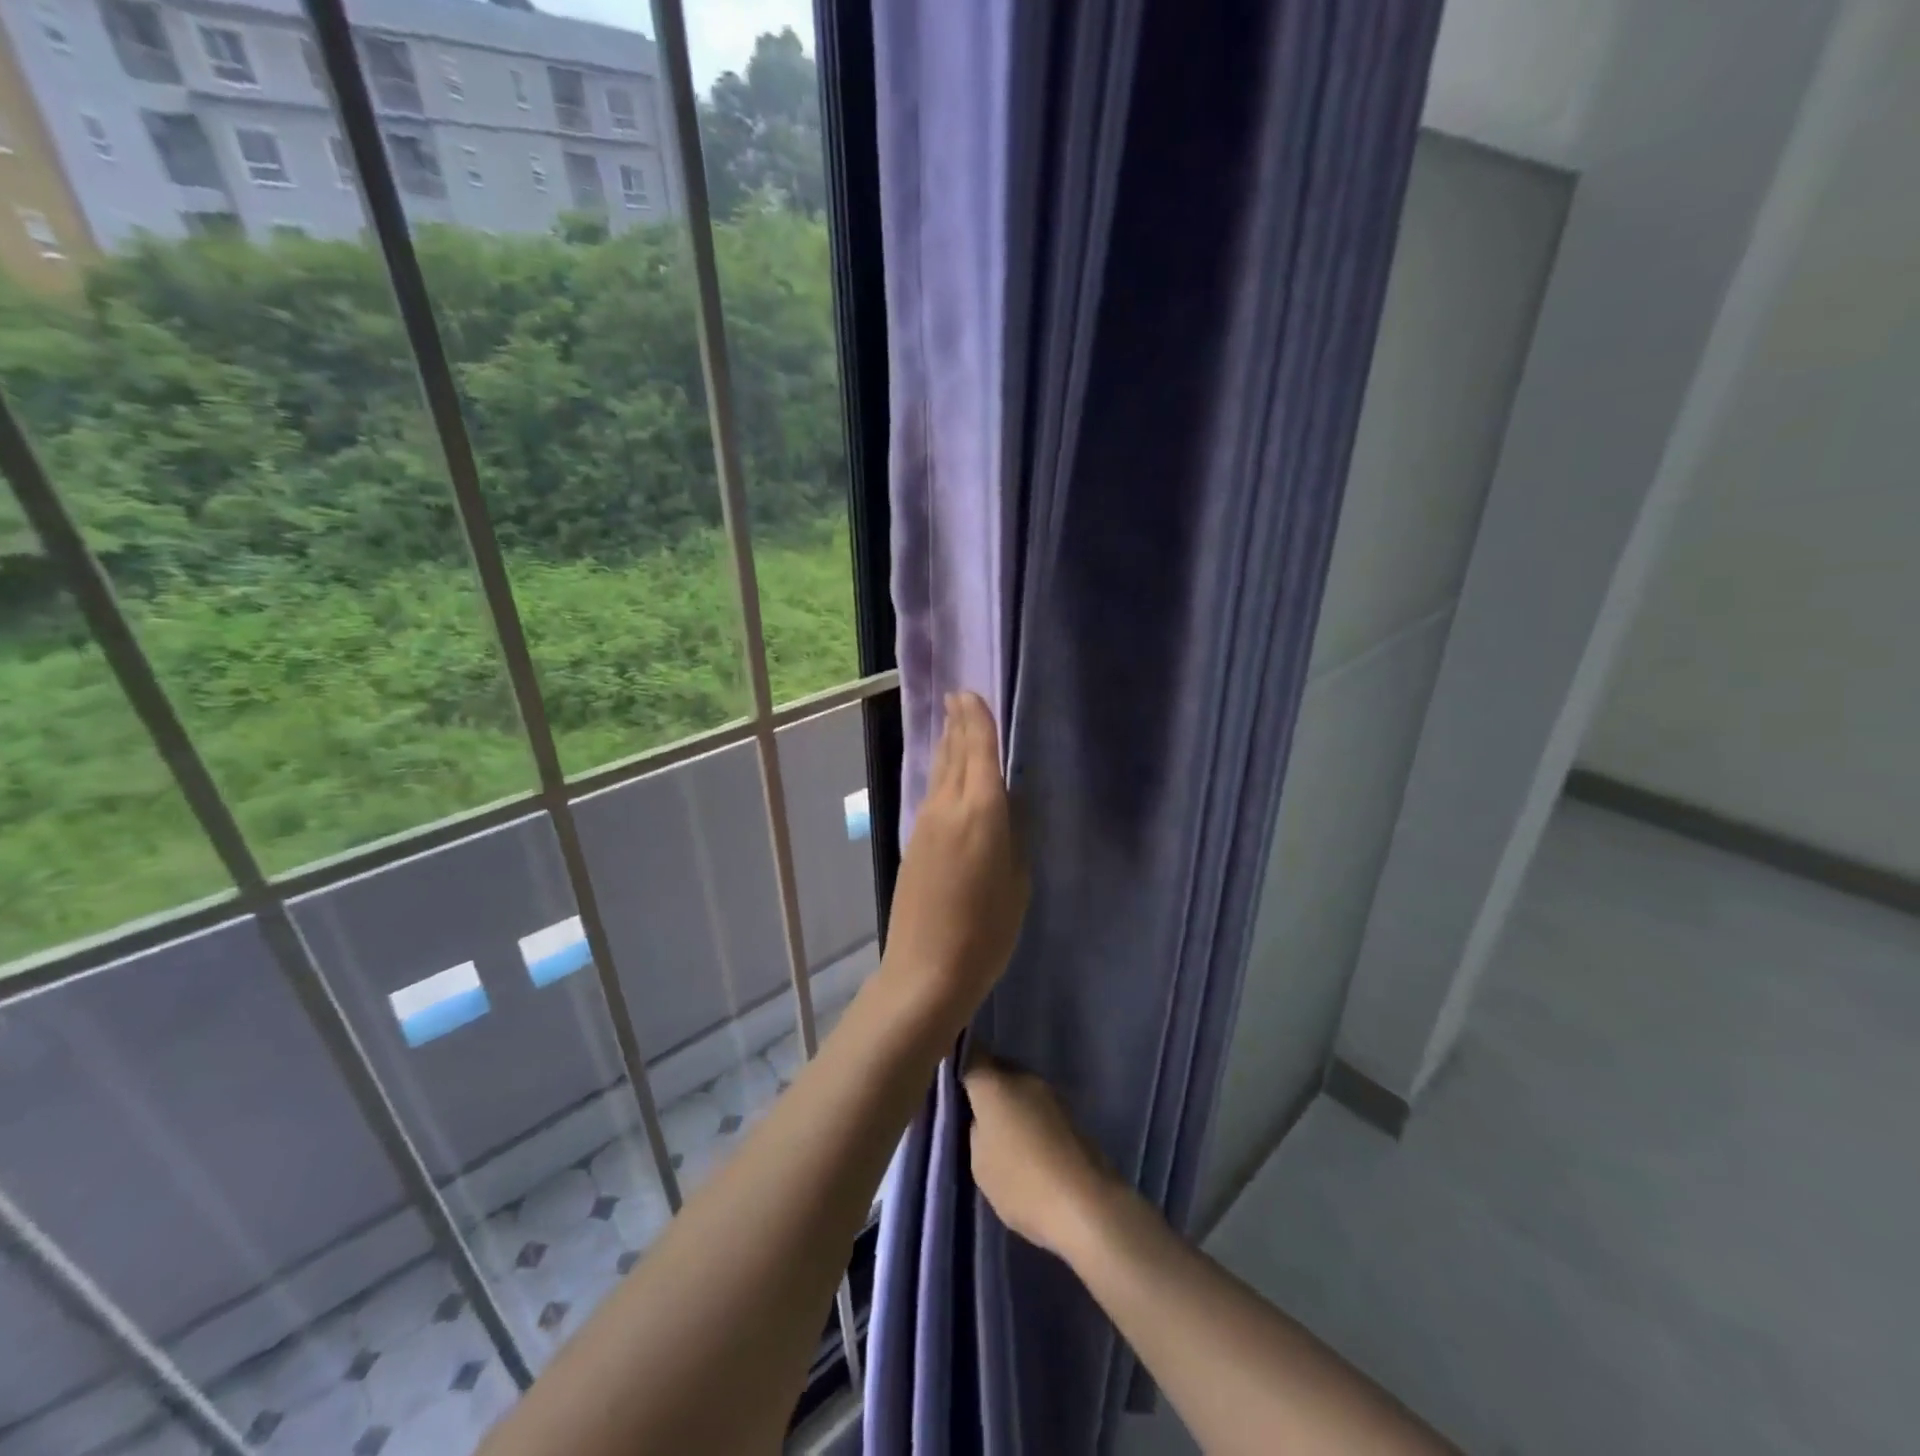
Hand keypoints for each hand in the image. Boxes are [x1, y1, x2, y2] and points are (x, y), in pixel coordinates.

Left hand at [879, 691, 1027, 1031]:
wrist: (927, 969)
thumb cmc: (987, 931)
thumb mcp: (1018, 881)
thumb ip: (1014, 834)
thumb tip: (1010, 803)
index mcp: (981, 811)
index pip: (978, 750)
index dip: (976, 720)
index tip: (969, 694)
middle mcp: (948, 806)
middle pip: (954, 754)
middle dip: (957, 724)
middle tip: (959, 698)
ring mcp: (925, 823)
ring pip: (940, 772)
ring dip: (947, 745)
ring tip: (953, 724)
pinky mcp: (914, 842)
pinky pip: (932, 793)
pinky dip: (942, 773)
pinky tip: (946, 773)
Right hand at [964, 1057, 1119, 1257]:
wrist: (1086, 1205)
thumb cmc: (1022, 1182)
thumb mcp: (980, 1163)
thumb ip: (976, 1130)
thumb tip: (982, 1117)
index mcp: (994, 1084)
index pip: (971, 1054)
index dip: (958, 1060)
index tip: (949, 1077)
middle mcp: (1023, 1077)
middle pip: (997, 1069)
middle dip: (984, 1085)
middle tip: (970, 1112)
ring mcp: (1050, 1093)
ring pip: (1018, 1087)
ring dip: (1008, 1102)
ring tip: (998, 1133)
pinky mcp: (1069, 1113)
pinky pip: (1036, 1105)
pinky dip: (1027, 1117)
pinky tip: (1024, 1144)